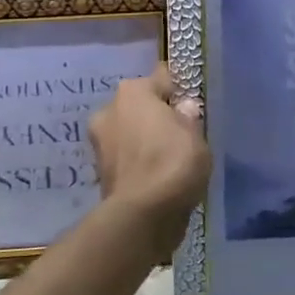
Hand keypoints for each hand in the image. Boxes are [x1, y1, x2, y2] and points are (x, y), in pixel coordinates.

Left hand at [88, 64, 211, 252]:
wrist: (141, 216)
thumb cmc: (172, 163)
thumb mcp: (196, 135)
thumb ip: (189, 117)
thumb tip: (183, 108)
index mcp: (133, 91)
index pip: (161, 78)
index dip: (178, 90)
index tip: (191, 104)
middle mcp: (109, 109)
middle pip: (141, 105)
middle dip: (157, 116)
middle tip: (181, 134)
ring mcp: (100, 141)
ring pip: (130, 132)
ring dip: (145, 140)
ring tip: (170, 158)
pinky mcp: (99, 171)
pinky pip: (127, 157)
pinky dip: (138, 163)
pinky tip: (156, 176)